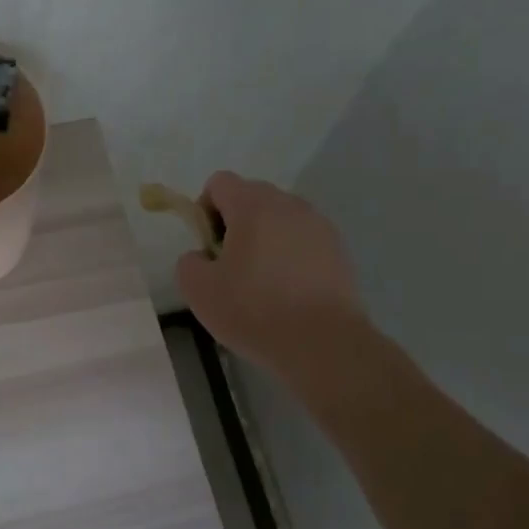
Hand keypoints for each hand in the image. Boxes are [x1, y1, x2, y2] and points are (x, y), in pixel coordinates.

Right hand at [176, 171, 365, 368]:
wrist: (324, 345)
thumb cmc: (255, 310)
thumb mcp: (198, 289)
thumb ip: (189, 261)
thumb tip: (203, 256)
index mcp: (253, 204)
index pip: (219, 183)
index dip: (204, 210)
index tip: (208, 247)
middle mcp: (289, 204)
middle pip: (251, 197)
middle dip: (235, 224)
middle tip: (230, 266)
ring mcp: (319, 226)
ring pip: (279, 219)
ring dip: (264, 239)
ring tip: (262, 282)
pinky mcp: (339, 251)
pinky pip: (303, 240)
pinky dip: (290, 256)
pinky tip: (288, 292)